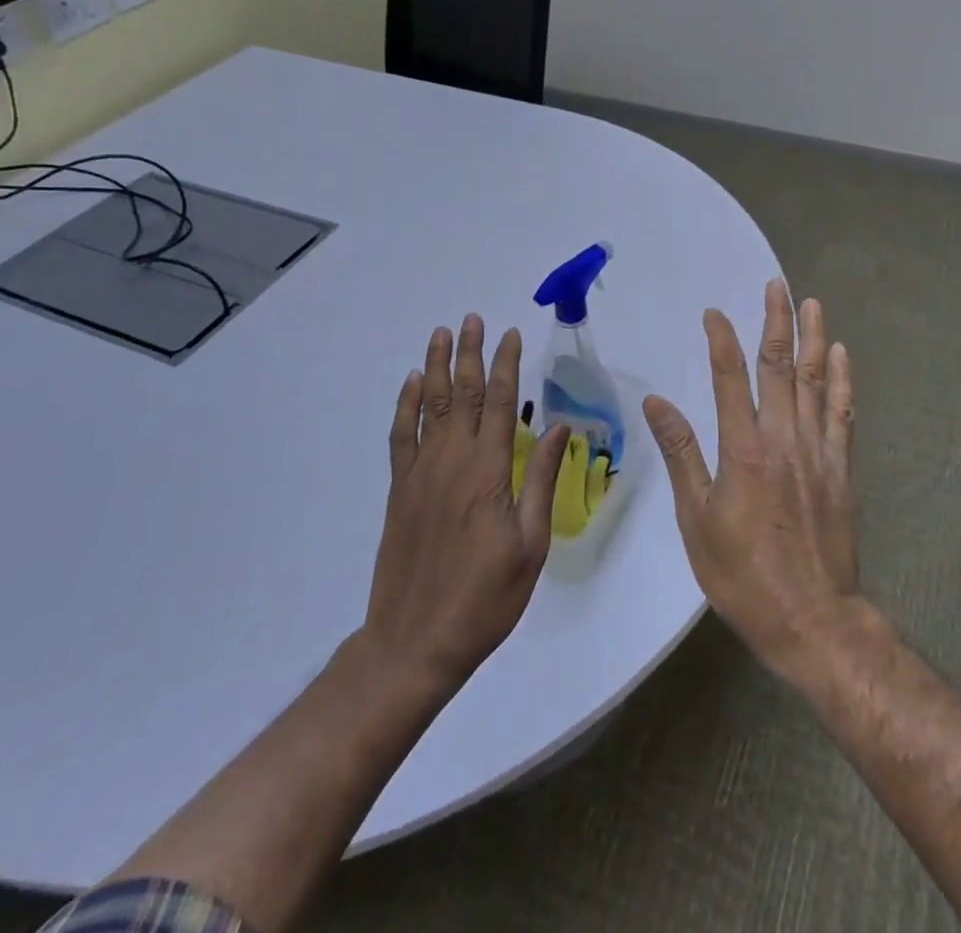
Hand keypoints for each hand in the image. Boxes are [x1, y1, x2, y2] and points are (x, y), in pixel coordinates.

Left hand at [361, 316, 570, 690]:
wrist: (414, 642)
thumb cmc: (485, 598)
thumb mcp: (531, 545)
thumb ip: (542, 481)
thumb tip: (561, 429)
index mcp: (489, 472)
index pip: (499, 403)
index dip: (506, 365)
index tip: (512, 335)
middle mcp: (452, 461)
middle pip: (461, 393)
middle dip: (470, 353)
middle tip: (474, 319)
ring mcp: (420, 473)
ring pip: (429, 405)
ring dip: (437, 366)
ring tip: (443, 333)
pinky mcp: (399, 490)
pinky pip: (401, 435)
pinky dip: (405, 405)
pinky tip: (412, 384)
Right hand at [642, 280, 860, 674]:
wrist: (812, 621)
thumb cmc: (743, 575)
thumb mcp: (697, 520)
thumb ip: (681, 454)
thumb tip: (657, 403)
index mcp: (744, 449)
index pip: (731, 378)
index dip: (722, 340)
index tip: (714, 313)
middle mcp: (784, 439)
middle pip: (780, 367)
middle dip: (777, 321)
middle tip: (778, 285)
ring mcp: (818, 452)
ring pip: (817, 381)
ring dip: (814, 339)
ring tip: (812, 304)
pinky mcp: (841, 470)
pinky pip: (842, 414)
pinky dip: (843, 381)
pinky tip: (841, 357)